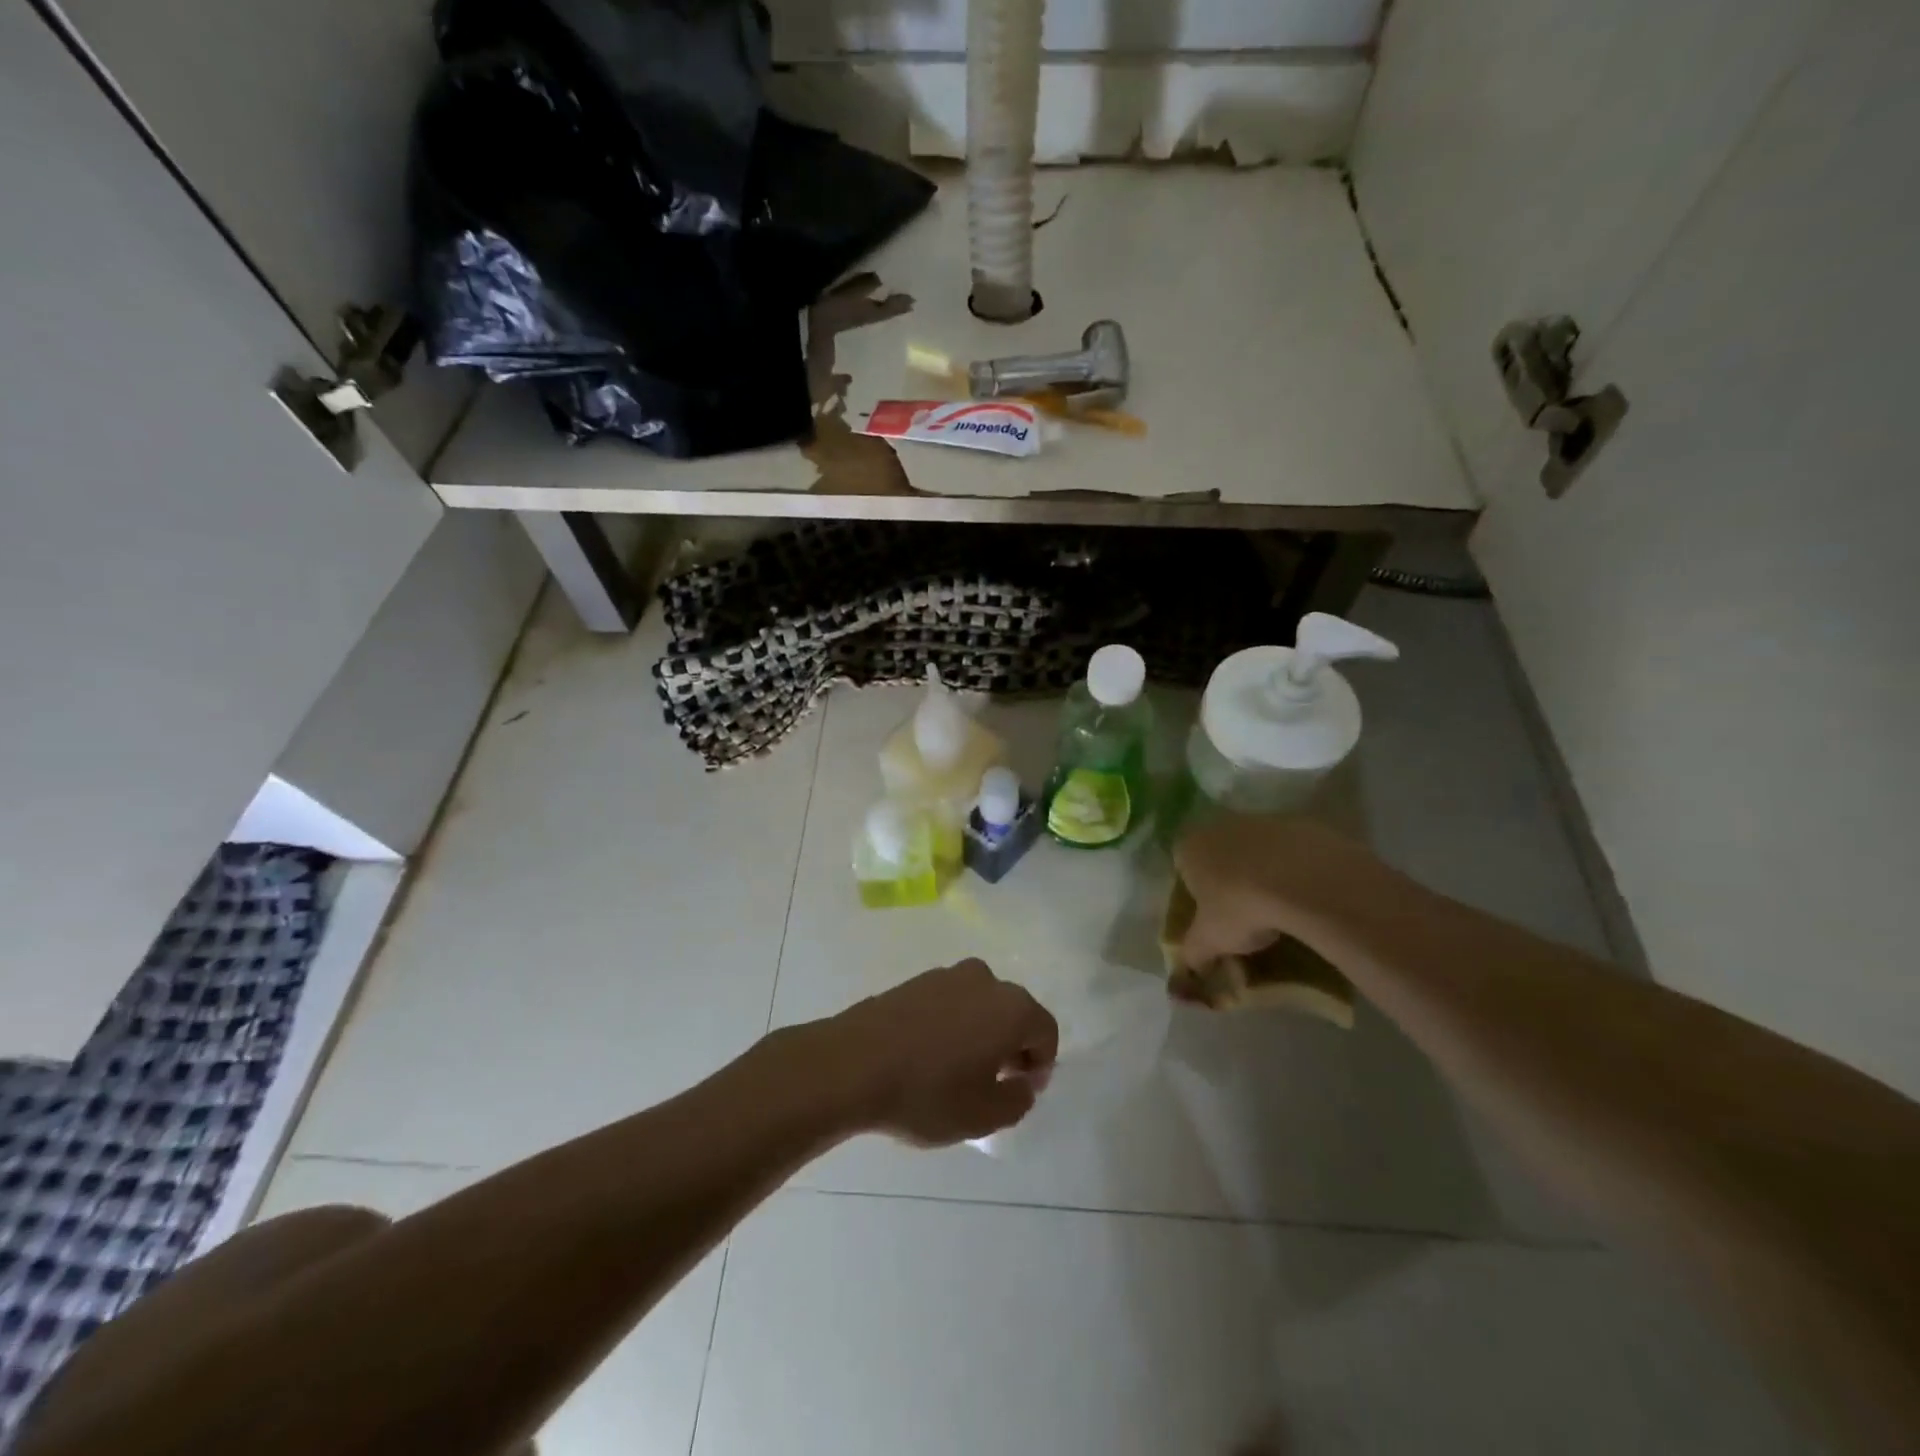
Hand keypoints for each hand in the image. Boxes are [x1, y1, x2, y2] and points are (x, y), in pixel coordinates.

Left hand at [826, 960, 1058, 1146]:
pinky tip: (929, 1056)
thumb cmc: (927, 1092)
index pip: (1046, 1032)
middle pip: (1014, 1013)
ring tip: (958, 1071)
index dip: (1041, 1065)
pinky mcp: (915, 981)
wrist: (852, 1064)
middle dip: (1012, 1046)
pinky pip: (949, 1003)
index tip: (1021, 1092)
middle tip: (994, 1083)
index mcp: (1012, 1007)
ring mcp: (947, 975)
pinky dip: (951, 1025)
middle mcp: (985, 980)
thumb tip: (1023, 1083)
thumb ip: (1018, 1100)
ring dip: (980, 1033)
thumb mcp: (983, 1116)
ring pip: (980, 1005)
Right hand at [1173, 815, 1383, 968]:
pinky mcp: (1300, 824)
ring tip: (1278, 906)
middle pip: (1219, 853)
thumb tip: (1183, 975)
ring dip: (1262, 872)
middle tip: (1243, 913)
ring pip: (1255, 850)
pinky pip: (1290, 851)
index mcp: (1189, 846)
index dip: (1194, 891)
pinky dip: (1293, 869)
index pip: (1182, 865)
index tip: (1210, 914)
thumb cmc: (1240, 907)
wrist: (1305, 881)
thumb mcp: (1210, 940)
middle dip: (1228, 878)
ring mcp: (1262, 821)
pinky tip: (1304, 894)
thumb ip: (1193, 954)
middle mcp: (1220, 825)